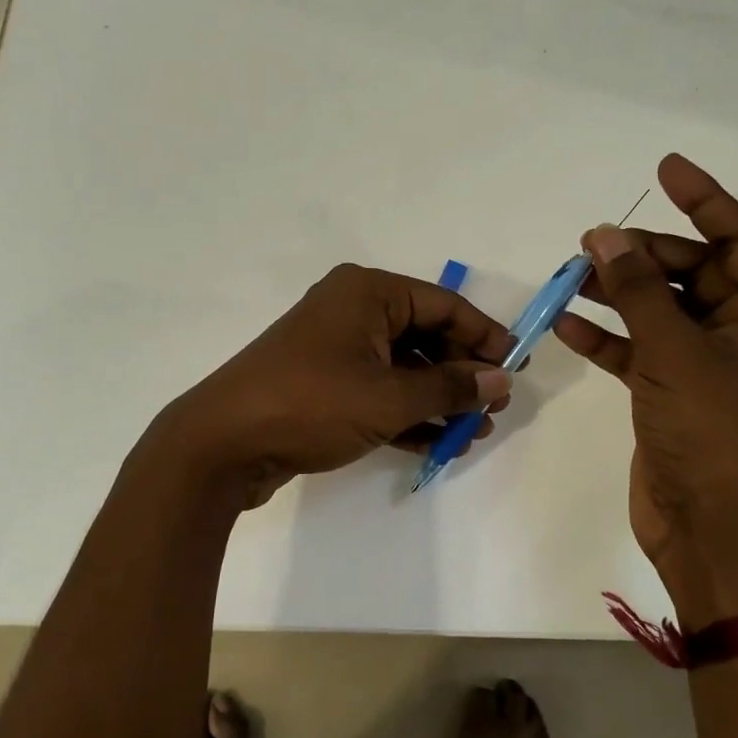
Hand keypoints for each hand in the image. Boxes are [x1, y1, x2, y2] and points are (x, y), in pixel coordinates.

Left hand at [156, 263, 513, 508]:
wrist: (222, 444)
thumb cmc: (312, 404)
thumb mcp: (390, 397)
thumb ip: (450, 387)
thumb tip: (500, 380)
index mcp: (368, 293)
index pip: (443, 306)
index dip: (484, 337)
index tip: (516, 369)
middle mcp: (352, 311)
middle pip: (425, 336)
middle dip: (461, 375)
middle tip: (493, 410)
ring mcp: (334, 350)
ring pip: (402, 369)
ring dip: (437, 400)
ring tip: (471, 434)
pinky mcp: (323, 386)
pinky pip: (378, 392)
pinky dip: (407, 414)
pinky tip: (438, 443)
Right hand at [553, 154, 737, 614]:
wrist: (708, 526)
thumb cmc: (711, 429)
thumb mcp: (675, 350)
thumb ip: (639, 289)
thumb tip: (607, 235)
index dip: (704, 200)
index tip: (665, 169)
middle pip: (696, 273)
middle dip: (645, 255)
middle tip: (593, 239)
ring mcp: (709, 364)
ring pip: (662, 310)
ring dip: (620, 292)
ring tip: (574, 272)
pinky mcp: (674, 392)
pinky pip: (641, 349)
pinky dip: (608, 337)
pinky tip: (567, 324)